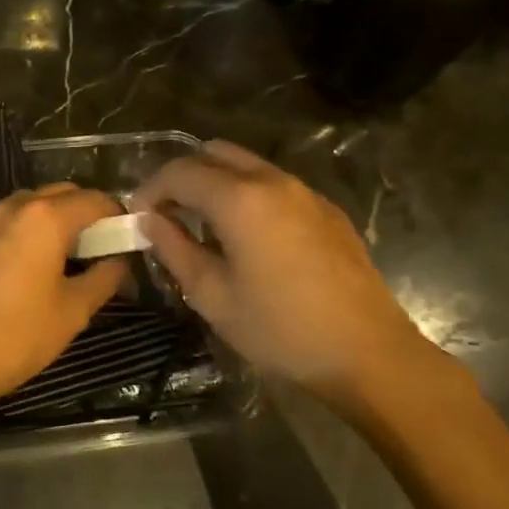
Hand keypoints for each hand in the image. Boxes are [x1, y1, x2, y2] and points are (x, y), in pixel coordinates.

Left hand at [0, 183, 125, 419]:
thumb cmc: (16, 335)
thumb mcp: (72, 311)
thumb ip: (104, 278)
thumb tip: (120, 262)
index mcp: (46, 218)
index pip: (96, 200)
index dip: (118, 216)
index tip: (130, 240)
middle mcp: (16, 207)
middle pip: (63, 194)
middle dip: (88, 213)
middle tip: (103, 248)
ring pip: (34, 204)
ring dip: (58, 219)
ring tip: (71, 257)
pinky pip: (11, 221)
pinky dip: (31, 230)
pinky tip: (35, 265)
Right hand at [135, 141, 455, 412]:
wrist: (369, 354)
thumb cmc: (281, 330)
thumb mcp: (213, 296)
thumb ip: (174, 249)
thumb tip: (149, 221)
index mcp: (240, 199)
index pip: (180, 172)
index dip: (151, 189)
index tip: (138, 217)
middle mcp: (273, 181)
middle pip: (214, 154)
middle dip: (183, 177)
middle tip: (168, 214)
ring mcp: (305, 192)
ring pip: (247, 165)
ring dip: (217, 183)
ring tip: (204, 225)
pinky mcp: (327, 210)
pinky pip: (275, 185)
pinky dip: (248, 194)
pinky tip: (249, 237)